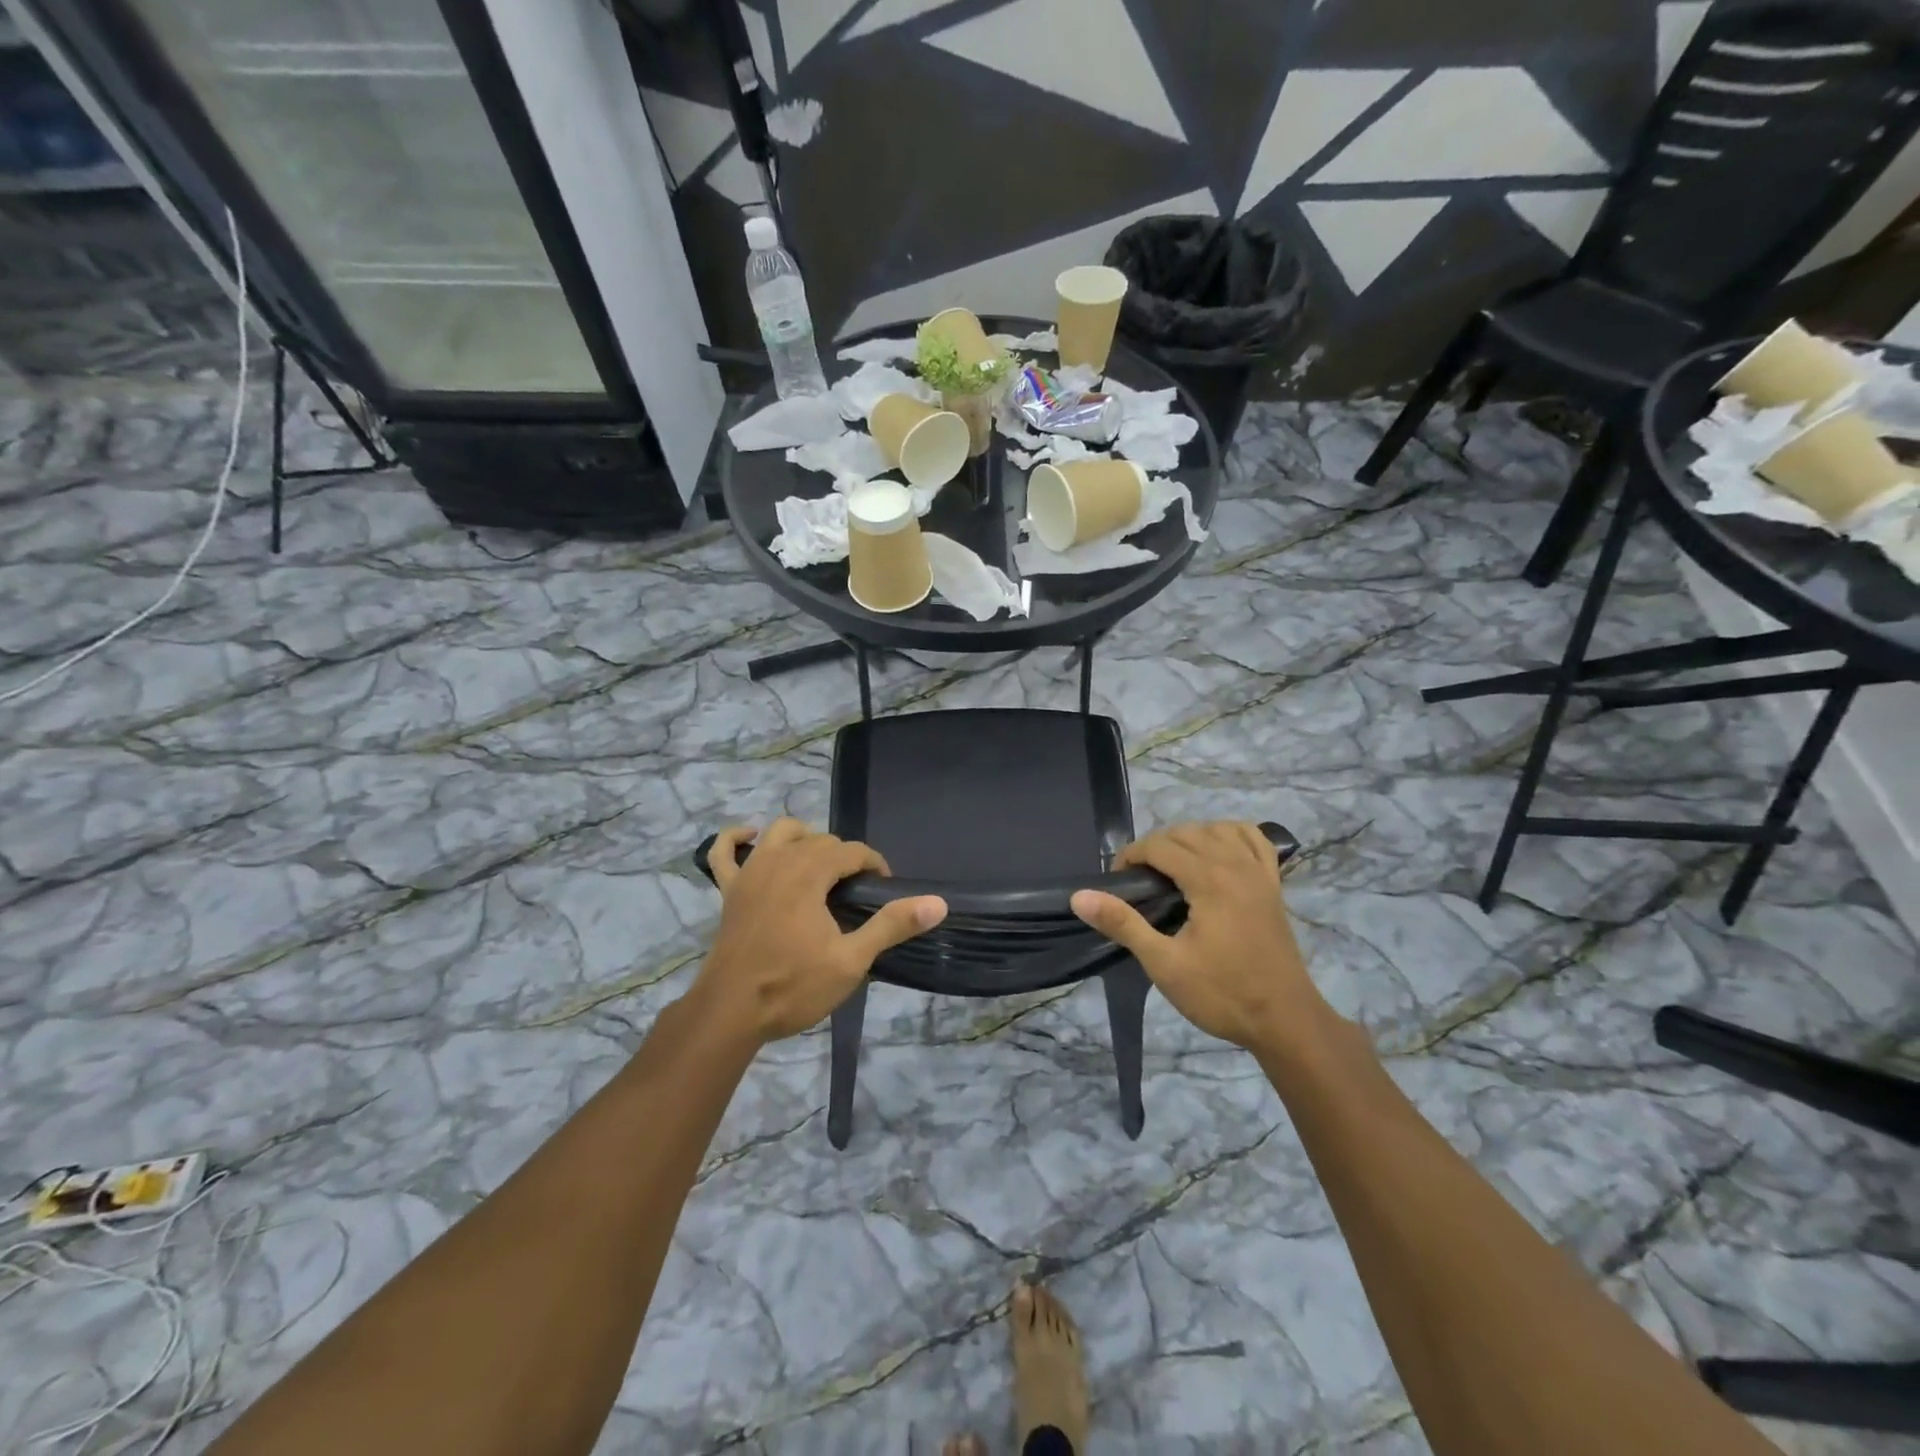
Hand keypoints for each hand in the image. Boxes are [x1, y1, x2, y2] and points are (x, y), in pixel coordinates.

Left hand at [692, 818, 947, 1045]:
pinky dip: (736, 838)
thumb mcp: (851, 960)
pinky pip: (723, 851)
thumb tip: (938, 903)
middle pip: (820, 841)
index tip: (885, 890)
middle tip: (858, 893)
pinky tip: (752, 838)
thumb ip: (892, 925)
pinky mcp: (728, 891)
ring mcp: (749, 873)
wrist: (730, 1013)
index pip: (851, 851)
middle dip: (844, 858)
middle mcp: (779, 860)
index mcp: (809, 873)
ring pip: (780, 834)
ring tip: (818, 864)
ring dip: (803, 839)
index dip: (874, 864)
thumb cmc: (793, 986)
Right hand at [1071, 823, 1325, 1054]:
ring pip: (1217, 829)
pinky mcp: (1273, 885)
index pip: (1159, 846)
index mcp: (1209, 880)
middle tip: (1138, 883)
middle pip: (1186, 832)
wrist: (1285, 1022)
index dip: (1131, 856)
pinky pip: (1253, 839)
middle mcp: (1236, 865)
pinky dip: (1231, 835)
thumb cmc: (1222, 994)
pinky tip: (1218, 852)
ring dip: (1189, 838)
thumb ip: (1123, 924)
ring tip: (1172, 868)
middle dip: (1155, 847)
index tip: (1116, 882)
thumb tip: (1079, 896)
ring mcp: (1259, 873)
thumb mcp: (1164, 964)